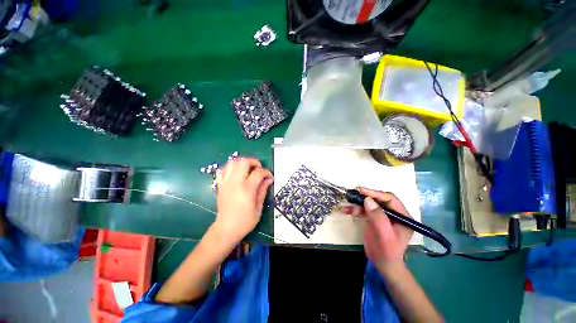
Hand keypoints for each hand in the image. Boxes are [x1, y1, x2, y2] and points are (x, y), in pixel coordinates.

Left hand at [213, 158, 272, 243]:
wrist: (226, 229)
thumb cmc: (245, 221)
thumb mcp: (258, 207)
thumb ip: (263, 190)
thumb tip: (269, 180)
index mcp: (246, 189)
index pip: (258, 173)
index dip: (266, 172)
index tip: (270, 177)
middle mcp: (235, 183)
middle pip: (243, 162)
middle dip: (254, 162)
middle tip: (259, 169)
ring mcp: (226, 183)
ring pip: (232, 163)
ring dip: (242, 163)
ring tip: (248, 169)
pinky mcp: (220, 185)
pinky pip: (223, 170)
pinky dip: (231, 168)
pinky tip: (237, 173)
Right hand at [341, 188, 412, 273]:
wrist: (382, 264)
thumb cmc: (387, 252)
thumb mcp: (385, 235)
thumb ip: (378, 217)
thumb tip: (367, 200)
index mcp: (402, 216)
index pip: (390, 199)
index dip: (375, 193)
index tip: (361, 191)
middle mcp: (393, 213)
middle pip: (378, 199)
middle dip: (364, 198)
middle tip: (352, 196)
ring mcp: (383, 216)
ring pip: (369, 204)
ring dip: (357, 204)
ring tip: (347, 208)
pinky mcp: (374, 219)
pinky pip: (363, 210)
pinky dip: (354, 209)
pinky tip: (346, 210)